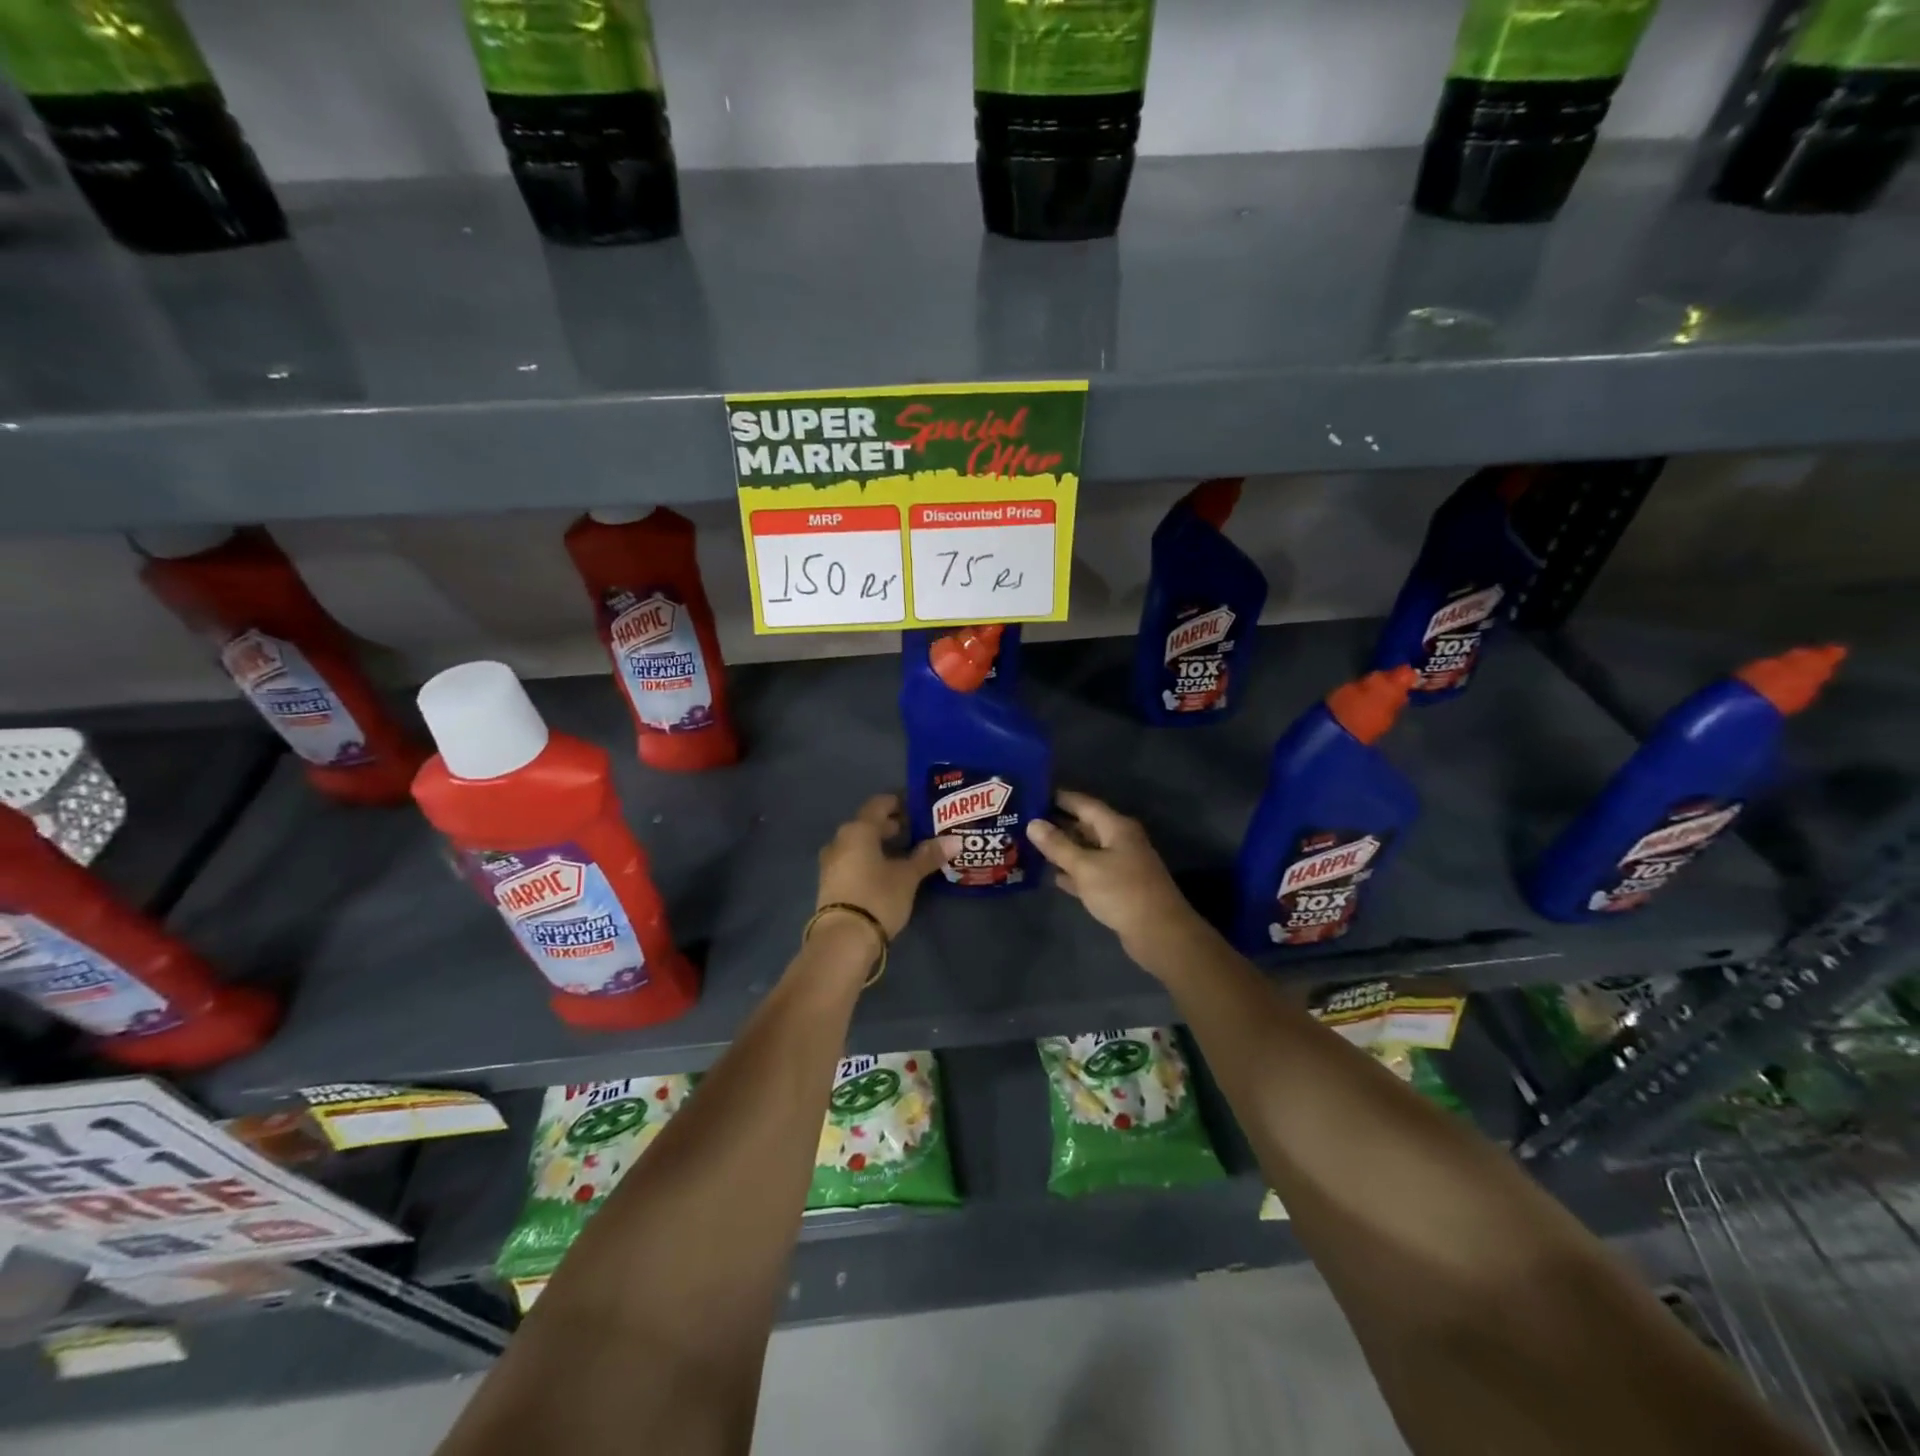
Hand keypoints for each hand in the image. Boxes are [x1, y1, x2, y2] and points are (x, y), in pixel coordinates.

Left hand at [816, 794, 950, 938]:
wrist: (842, 940)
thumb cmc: (877, 897)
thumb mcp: (907, 876)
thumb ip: (928, 856)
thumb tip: (955, 840)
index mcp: (858, 830)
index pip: (879, 804)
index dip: (899, 803)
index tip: (918, 808)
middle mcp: (840, 840)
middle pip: (868, 824)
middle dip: (892, 825)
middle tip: (917, 831)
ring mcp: (831, 863)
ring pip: (859, 843)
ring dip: (880, 844)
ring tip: (905, 853)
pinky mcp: (830, 883)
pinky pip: (853, 860)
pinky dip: (870, 859)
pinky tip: (887, 872)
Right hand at [1027, 791, 1203, 959]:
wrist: (1159, 933)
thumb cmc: (1122, 892)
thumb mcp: (1085, 866)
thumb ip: (1058, 845)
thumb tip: (1033, 823)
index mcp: (1116, 827)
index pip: (1083, 803)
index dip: (1058, 797)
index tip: (1032, 793)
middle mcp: (1120, 840)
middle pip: (1084, 825)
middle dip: (1056, 823)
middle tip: (1024, 820)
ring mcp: (1120, 864)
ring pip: (1086, 850)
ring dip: (1062, 848)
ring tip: (1030, 845)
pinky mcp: (1118, 887)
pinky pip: (1090, 872)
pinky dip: (1072, 871)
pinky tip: (1051, 875)